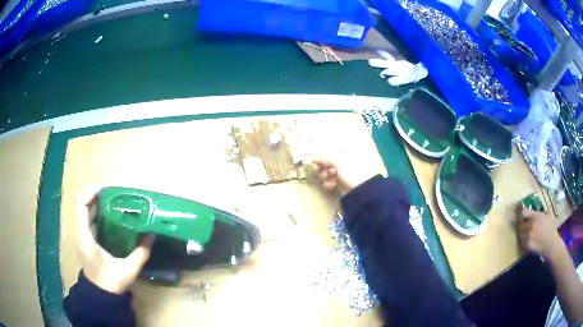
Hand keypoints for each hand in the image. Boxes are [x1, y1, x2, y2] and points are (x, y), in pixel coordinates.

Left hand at [76, 186, 154, 293]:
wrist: (100, 297)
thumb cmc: (111, 283)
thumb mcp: (128, 270)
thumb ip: (140, 253)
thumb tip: (151, 235)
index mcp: (86, 237)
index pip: (81, 204)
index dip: (91, 192)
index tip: (106, 189)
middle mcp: (80, 233)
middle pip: (82, 205)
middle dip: (97, 196)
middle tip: (114, 195)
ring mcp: (82, 237)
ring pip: (85, 212)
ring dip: (97, 205)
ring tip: (114, 204)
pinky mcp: (85, 241)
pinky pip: (88, 221)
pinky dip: (97, 215)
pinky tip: (111, 219)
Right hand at [312, 157, 375, 195]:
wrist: (363, 192)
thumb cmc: (353, 173)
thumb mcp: (339, 162)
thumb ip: (325, 158)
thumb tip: (312, 156)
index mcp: (348, 152)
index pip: (331, 150)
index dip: (322, 154)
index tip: (315, 159)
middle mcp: (345, 161)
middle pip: (328, 161)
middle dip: (323, 166)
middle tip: (319, 169)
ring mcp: (343, 173)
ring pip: (328, 171)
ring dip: (324, 175)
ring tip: (326, 178)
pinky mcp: (341, 183)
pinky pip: (330, 181)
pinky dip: (329, 183)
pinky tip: (331, 185)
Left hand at [517, 208, 562, 259]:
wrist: (550, 244)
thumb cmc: (551, 228)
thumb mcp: (547, 214)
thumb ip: (540, 212)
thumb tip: (535, 210)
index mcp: (535, 216)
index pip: (523, 212)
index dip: (522, 213)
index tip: (524, 215)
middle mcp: (530, 225)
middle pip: (520, 223)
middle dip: (522, 223)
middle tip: (525, 224)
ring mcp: (527, 236)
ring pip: (520, 233)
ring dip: (522, 232)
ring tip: (527, 232)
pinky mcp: (526, 245)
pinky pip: (521, 241)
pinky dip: (523, 239)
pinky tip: (528, 238)